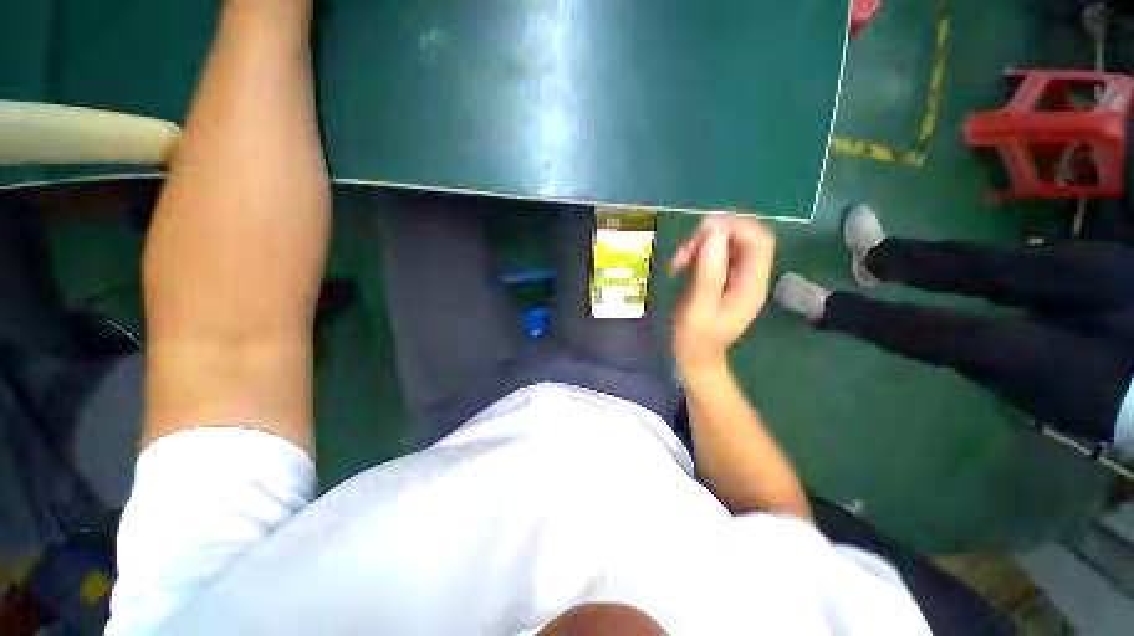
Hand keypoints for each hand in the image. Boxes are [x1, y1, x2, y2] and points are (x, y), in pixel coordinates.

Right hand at [669, 216, 774, 373]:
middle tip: (685, 250)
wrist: (695, 357)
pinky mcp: (722, 278)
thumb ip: (709, 272)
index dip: (735, 227)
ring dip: (700, 244)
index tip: (701, 231)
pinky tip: (680, 265)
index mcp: (752, 285)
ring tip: (678, 261)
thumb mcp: (699, 308)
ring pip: (726, 243)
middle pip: (743, 237)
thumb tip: (714, 233)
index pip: (758, 241)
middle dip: (713, 235)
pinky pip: (714, 254)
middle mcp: (750, 277)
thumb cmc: (696, 338)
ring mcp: (736, 277)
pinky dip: (696, 253)